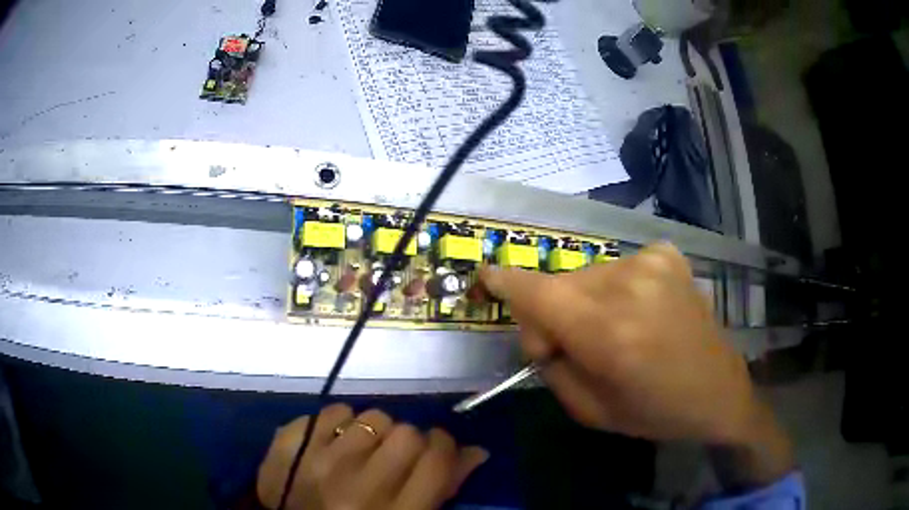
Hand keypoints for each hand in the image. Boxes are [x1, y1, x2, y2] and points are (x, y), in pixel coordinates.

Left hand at [257, 404, 488, 509]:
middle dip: (409, 440)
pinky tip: (334, 442)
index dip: (445, 446)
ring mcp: (318, 463)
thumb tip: (475, 451)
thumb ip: (441, 489)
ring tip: (362, 450)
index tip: (439, 448)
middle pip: (407, 433)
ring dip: (374, 431)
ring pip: (372, 417)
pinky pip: (332, 411)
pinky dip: (338, 423)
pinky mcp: (289, 445)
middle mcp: (358, 488)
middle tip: (396, 455)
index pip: (437, 460)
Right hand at [480, 243, 759, 443]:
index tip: (485, 280)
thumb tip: (539, 329)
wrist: (717, 390)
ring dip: (585, 301)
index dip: (503, 282)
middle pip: (559, 284)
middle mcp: (628, 285)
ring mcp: (651, 262)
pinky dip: (615, 289)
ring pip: (586, 275)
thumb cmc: (654, 411)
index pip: (536, 292)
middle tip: (574, 345)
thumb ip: (551, 365)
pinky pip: (617, 267)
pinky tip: (640, 311)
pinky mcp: (667, 255)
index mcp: (608, 333)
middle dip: (552, 313)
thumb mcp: (589, 409)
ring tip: (616, 331)